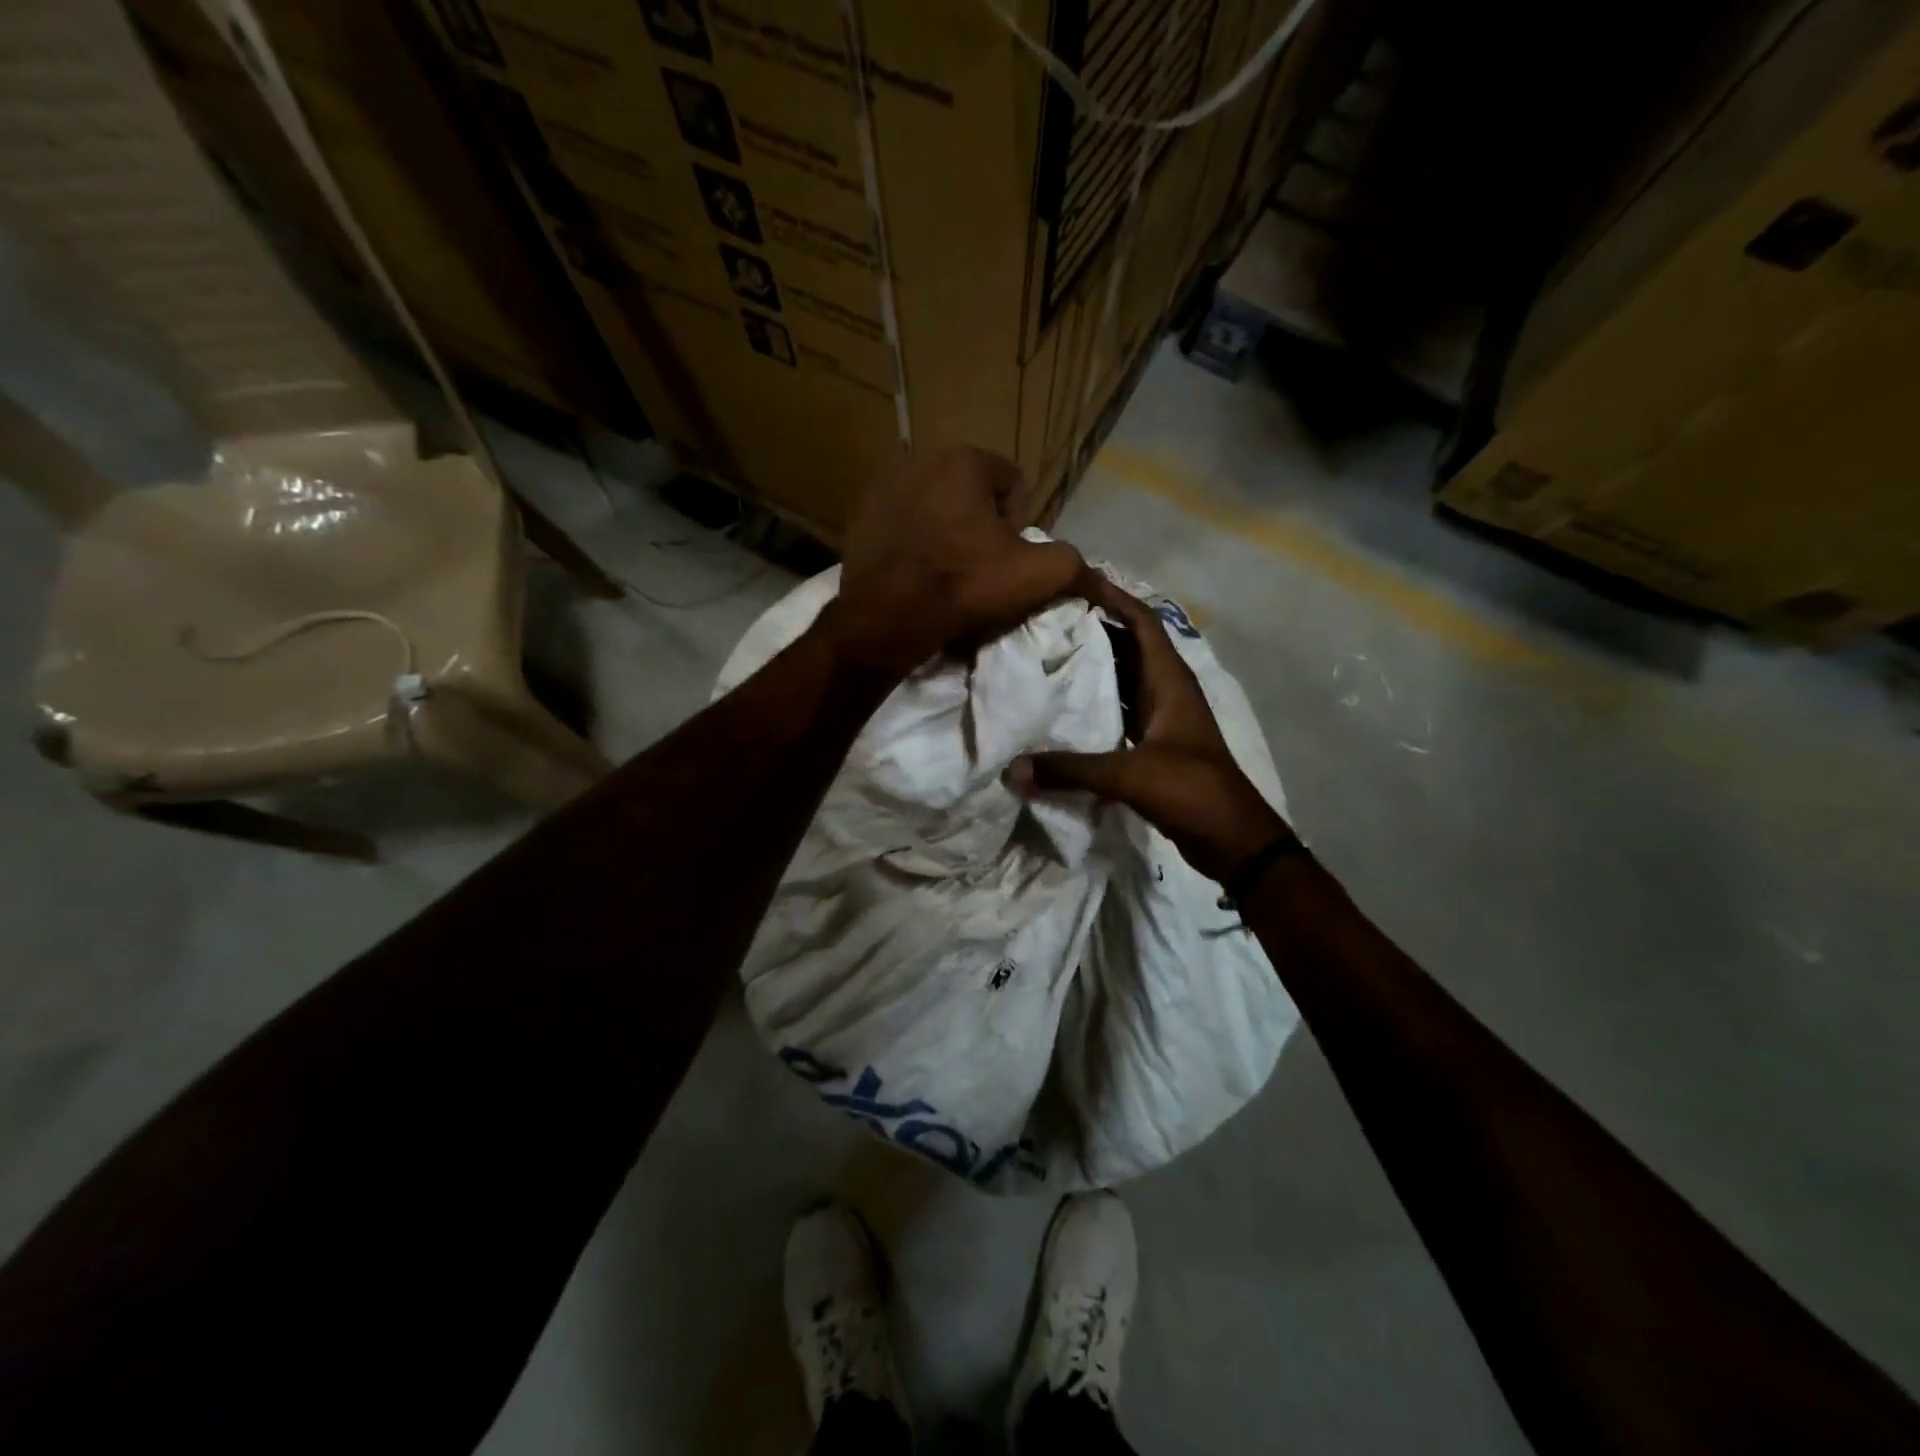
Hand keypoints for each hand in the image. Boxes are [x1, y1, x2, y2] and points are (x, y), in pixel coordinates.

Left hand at [821, 447, 1094, 677]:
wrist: (889, 618)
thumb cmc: (966, 585)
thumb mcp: (1038, 575)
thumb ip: (1075, 564)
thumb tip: (1097, 578)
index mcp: (964, 460)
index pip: (1012, 483)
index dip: (1019, 523)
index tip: (1008, 558)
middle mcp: (919, 459)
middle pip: (970, 494)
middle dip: (980, 526)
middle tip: (979, 568)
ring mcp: (882, 488)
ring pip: (934, 508)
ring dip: (946, 533)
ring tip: (946, 574)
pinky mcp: (858, 518)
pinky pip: (900, 526)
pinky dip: (912, 543)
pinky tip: (915, 574)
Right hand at [1007, 576, 1290, 881]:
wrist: (1232, 840)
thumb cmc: (1190, 790)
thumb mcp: (1128, 775)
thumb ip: (1070, 770)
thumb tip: (1011, 771)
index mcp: (1170, 681)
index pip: (1142, 622)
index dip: (1112, 597)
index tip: (1070, 583)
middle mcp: (1166, 691)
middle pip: (1127, 646)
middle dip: (1090, 630)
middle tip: (1042, 620)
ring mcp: (1161, 719)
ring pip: (1121, 680)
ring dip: (1090, 668)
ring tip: (1044, 656)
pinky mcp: (1153, 745)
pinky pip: (1117, 713)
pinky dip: (1093, 706)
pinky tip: (1061, 710)